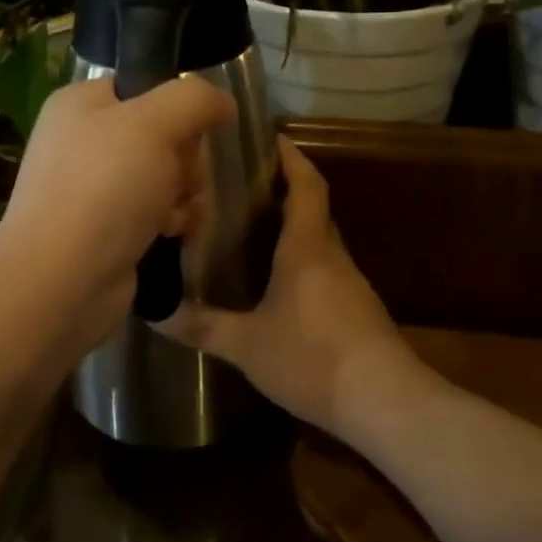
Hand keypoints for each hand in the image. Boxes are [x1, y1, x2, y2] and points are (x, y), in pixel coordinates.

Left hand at [0, 76, 235, 358]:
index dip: (176, 109)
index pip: (147, 87)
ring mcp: (95, 187)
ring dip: (183, 194)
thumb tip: (220, 104)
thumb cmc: (103, 189)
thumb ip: (194, 99)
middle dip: (184, 160)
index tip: (185, 134)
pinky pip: (158, 210)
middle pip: (165, 133)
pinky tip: (168, 235)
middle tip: (174, 180)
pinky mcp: (108, 228)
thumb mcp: (153, 124)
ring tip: (169, 215)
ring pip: (168, 175)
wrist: (61, 282)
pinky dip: (171, 221)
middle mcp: (85, 140)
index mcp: (82, 104)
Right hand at [167, 137, 427, 440]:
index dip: (291, 158)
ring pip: (320, 242)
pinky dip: (303, 262)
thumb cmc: (313, 358)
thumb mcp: (247, 345)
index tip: (271, 138)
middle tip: (244, 185)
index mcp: (308, 248)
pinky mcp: (358, 311)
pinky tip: (278, 285)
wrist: (386, 403)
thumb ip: (202, 326)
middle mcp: (333, 256)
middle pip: (314, 209)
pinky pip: (326, 271)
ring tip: (252, 230)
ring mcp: (351, 285)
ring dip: (294, 228)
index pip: (306, 185)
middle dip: (286, 190)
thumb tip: (155, 313)